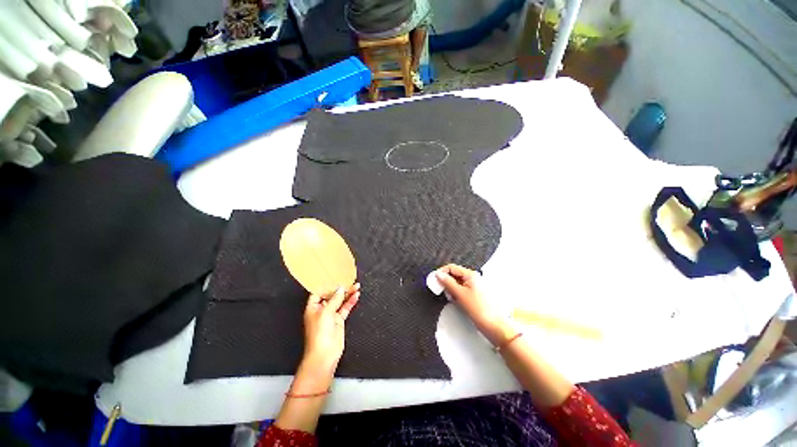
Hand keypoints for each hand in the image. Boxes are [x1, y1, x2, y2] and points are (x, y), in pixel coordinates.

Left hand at [301, 283, 360, 373]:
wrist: (324, 354)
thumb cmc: (319, 334)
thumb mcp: (326, 312)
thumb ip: (334, 299)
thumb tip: (340, 289)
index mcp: (313, 307)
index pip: (319, 292)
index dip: (326, 286)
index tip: (335, 278)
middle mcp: (321, 310)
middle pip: (331, 295)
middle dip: (340, 288)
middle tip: (349, 281)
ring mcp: (331, 315)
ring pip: (340, 301)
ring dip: (348, 294)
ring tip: (356, 286)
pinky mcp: (339, 320)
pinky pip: (345, 308)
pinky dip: (351, 302)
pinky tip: (356, 295)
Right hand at [435, 264, 512, 345]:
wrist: (494, 326)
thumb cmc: (479, 309)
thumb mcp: (460, 294)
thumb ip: (447, 282)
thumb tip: (438, 274)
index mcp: (471, 275)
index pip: (451, 267)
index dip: (442, 272)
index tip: (434, 281)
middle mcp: (473, 278)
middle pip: (454, 274)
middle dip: (446, 281)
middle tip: (442, 291)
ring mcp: (474, 286)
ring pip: (457, 283)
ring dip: (451, 288)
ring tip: (451, 298)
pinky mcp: (475, 294)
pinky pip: (462, 289)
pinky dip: (456, 293)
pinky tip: (456, 301)